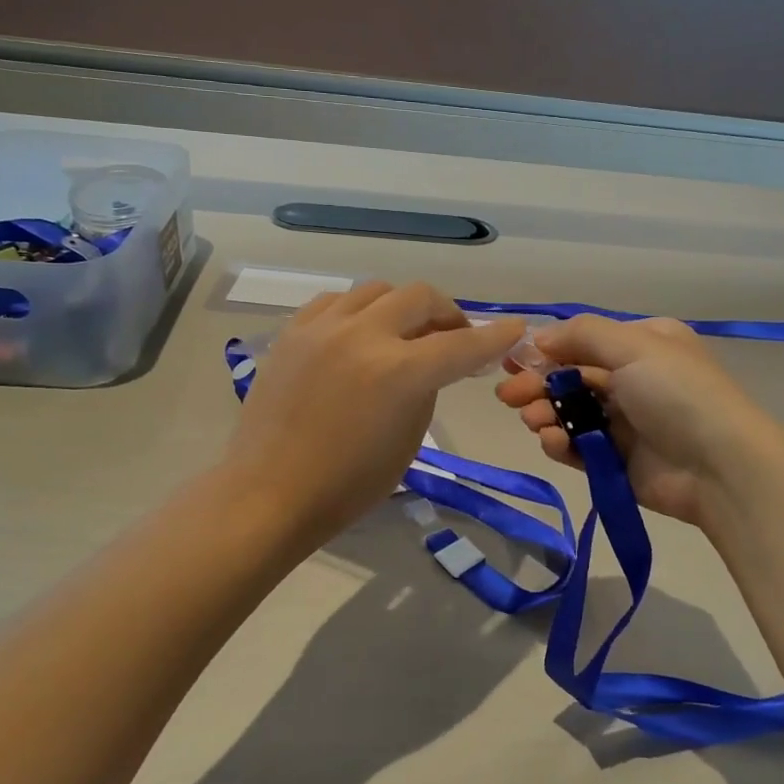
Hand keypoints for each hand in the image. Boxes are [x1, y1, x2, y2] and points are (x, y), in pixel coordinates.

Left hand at [222, 282, 521, 552]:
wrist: (269, 493)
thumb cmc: (347, 484)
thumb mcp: (408, 440)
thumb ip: (425, 389)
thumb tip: (429, 361)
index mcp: (398, 373)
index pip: (461, 345)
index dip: (494, 337)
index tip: (515, 329)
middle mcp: (363, 336)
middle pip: (420, 297)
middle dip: (447, 313)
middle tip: (451, 336)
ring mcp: (323, 328)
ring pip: (378, 290)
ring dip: (401, 307)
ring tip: (402, 333)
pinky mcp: (293, 332)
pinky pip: (336, 301)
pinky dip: (359, 311)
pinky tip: (359, 334)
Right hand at [493, 315, 783, 528]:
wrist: (721, 467)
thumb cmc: (677, 393)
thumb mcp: (634, 346)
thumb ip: (581, 335)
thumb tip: (538, 338)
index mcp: (642, 345)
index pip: (583, 342)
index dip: (545, 350)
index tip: (512, 361)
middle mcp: (633, 380)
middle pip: (571, 378)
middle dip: (538, 384)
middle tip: (508, 396)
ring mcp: (625, 423)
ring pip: (570, 413)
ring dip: (545, 413)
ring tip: (533, 420)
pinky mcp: (616, 461)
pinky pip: (578, 447)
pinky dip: (560, 442)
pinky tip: (551, 441)